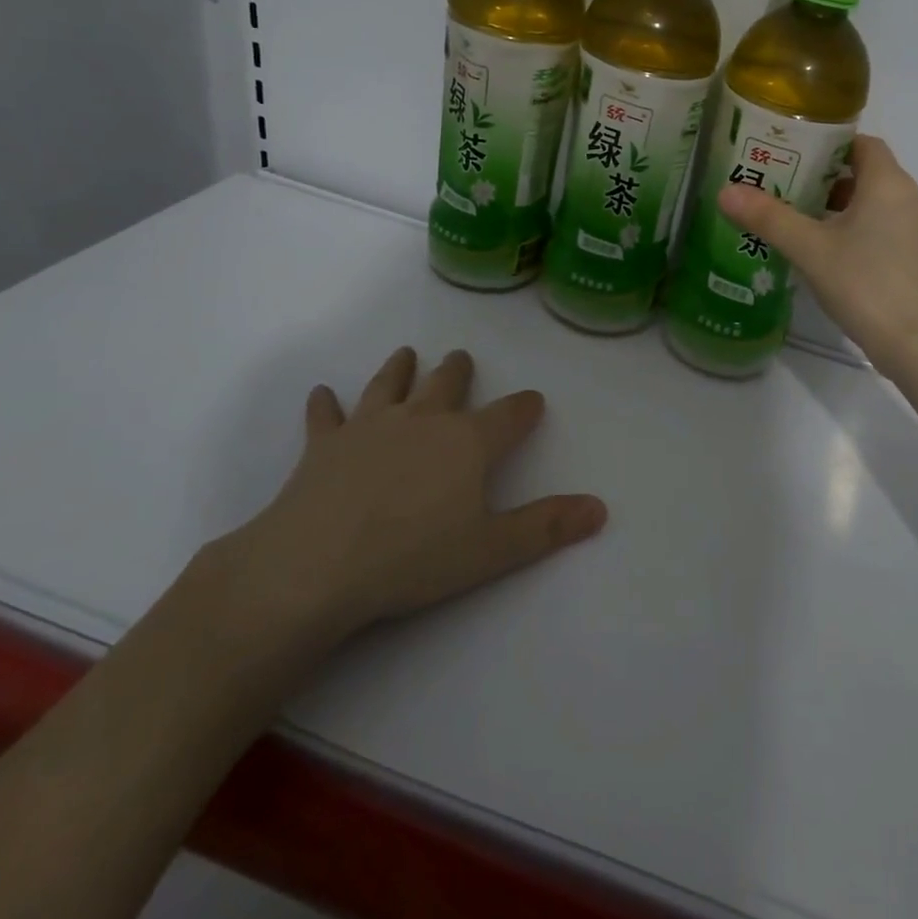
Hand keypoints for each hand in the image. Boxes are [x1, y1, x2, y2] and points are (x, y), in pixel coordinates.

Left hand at [208, 347, 606, 672]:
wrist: (316, 565)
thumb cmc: (413, 558)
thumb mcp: (492, 550)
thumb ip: (547, 527)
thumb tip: (601, 508)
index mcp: (467, 442)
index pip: (509, 414)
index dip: (525, 406)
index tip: (533, 400)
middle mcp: (423, 419)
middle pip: (447, 384)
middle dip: (459, 370)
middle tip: (461, 357)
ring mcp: (370, 426)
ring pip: (391, 384)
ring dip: (400, 368)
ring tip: (407, 353)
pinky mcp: (324, 444)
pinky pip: (326, 415)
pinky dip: (325, 404)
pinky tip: (322, 393)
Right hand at [719, 135, 917, 376]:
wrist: (917, 345)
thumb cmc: (865, 284)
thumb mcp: (809, 248)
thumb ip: (769, 217)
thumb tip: (726, 191)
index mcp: (888, 184)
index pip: (860, 143)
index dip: (827, 142)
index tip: (791, 150)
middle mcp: (907, 199)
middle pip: (862, 172)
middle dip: (821, 175)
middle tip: (780, 182)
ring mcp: (913, 231)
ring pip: (869, 203)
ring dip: (833, 205)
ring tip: (791, 215)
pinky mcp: (912, 258)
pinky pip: (877, 228)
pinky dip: (849, 228)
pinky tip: (818, 249)